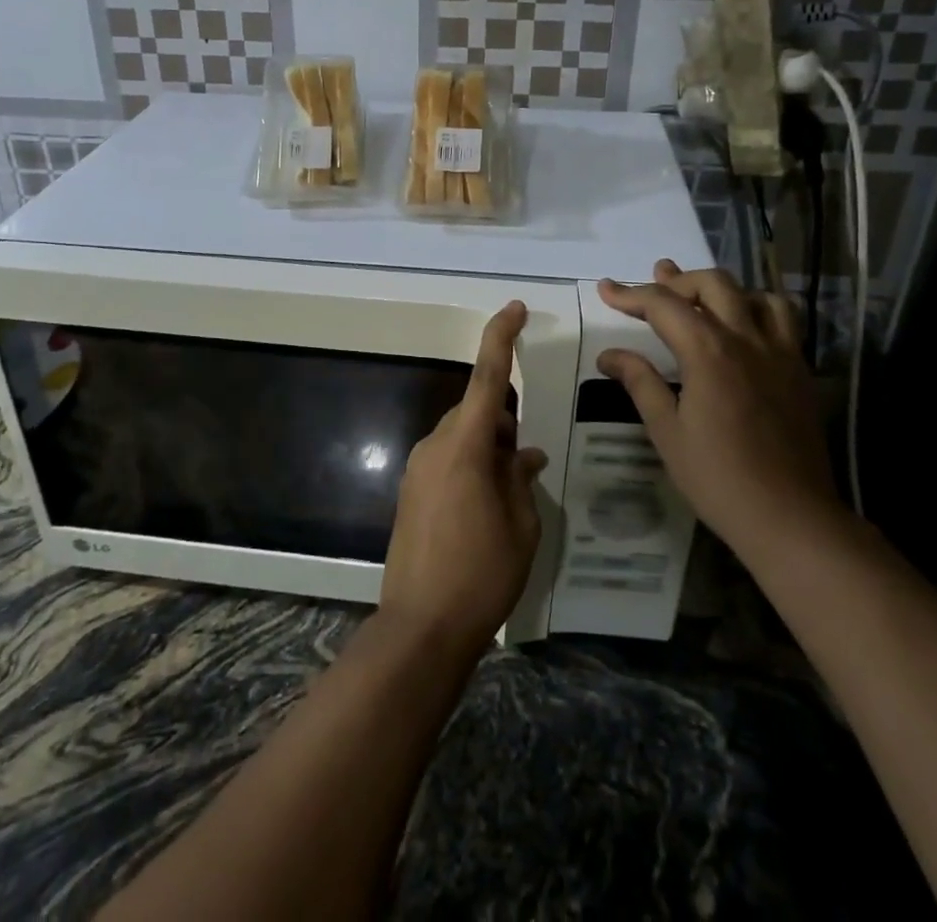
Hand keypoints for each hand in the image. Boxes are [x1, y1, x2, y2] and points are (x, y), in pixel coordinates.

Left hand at [380, 302, 547, 655]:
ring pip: (461, 436)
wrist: (420, 627)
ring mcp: (418, 468)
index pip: (487, 378)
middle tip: (527, 460)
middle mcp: (436, 446)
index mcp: (466, 446)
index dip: (501, 338)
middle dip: (505, 422)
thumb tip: (525, 455)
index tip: (514, 308)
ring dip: (488, 447)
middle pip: (476, 411)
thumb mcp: (521, 526)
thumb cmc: (481, 574)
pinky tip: (486, 506)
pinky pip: (446, 459)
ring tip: (510, 490)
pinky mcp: (410, 491)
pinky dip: (470, 465)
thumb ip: (522, 479)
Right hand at [597, 260, 844, 557]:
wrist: (791, 517)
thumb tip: (610, 355)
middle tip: (653, 288)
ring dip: (723, 290)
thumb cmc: (719, 478)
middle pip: (712, 284)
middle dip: (677, 281)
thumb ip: (640, 383)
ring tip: (701, 300)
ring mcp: (780, 353)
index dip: (631, 294)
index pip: (664, 305)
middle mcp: (746, 339)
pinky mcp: (800, 371)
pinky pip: (785, 319)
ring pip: (755, 294)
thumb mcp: (667, 432)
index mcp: (708, 352)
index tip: (606, 289)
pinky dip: (759, 308)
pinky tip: (745, 328)